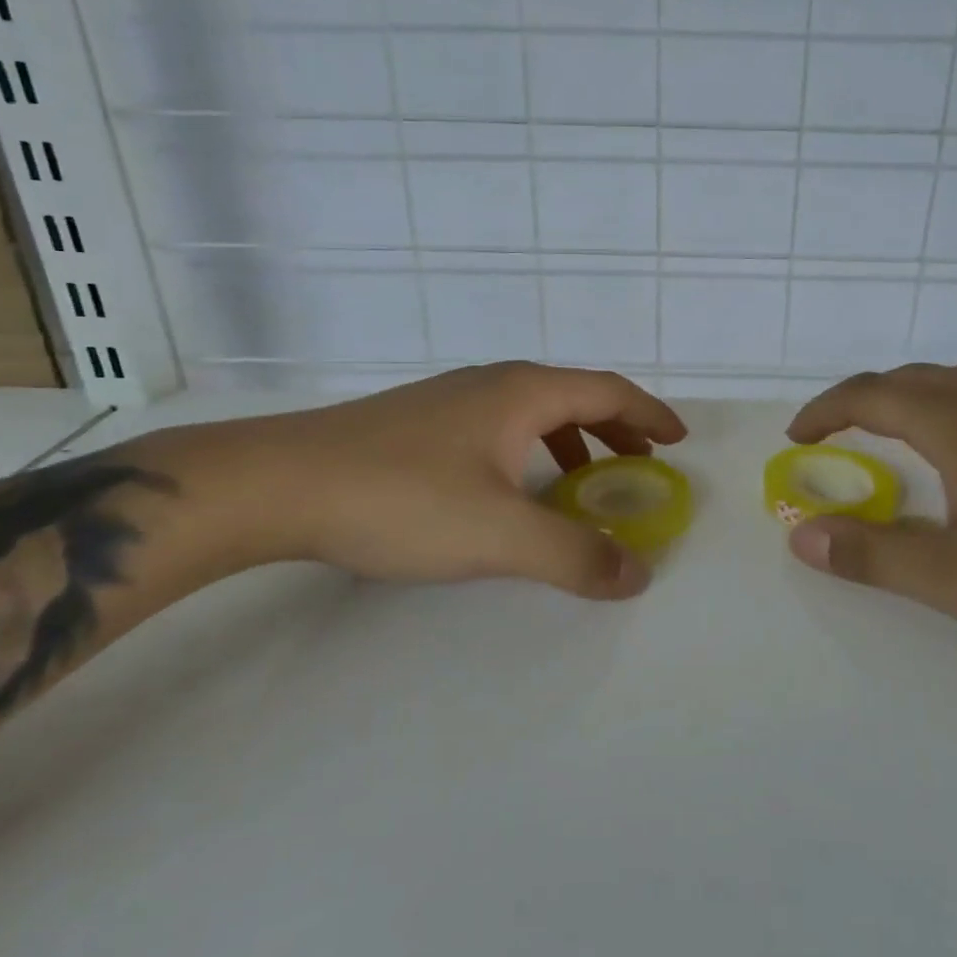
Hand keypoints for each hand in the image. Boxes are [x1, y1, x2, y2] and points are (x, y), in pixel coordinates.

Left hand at [207, 363, 686, 599]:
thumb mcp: (499, 535)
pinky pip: (499, 427)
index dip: (649, 414)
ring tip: (585, 479)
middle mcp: (491, 384)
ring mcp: (451, 400)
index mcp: (522, 393)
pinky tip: (511, 487)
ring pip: (533, 411)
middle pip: (574, 395)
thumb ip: (573, 554)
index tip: (679, 438)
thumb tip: (638, 573)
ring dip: (572, 439)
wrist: (277, 484)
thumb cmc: (400, 499)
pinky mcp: (419, 424)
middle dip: (616, 427)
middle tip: (642, 462)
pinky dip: (531, 450)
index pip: (607, 391)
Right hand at [784, 365, 956, 643]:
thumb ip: (871, 554)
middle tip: (835, 433)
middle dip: (861, 399)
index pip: (868, 396)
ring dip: (910, 398)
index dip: (824, 411)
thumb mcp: (955, 576)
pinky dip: (955, 407)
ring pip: (955, 382)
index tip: (797, 437)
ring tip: (894, 434)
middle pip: (909, 379)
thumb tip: (801, 534)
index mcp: (956, 421)